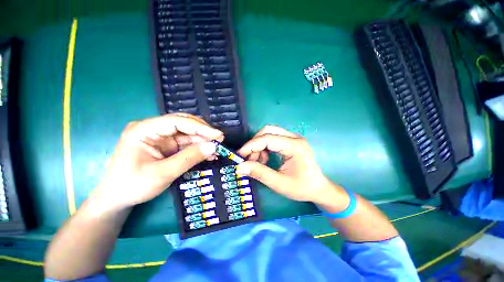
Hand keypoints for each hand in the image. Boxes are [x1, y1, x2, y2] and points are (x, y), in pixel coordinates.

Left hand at [93, 113, 223, 210]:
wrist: (119, 197)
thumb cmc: (134, 185)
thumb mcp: (163, 173)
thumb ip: (189, 158)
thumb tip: (213, 147)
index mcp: (144, 130)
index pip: (176, 121)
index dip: (199, 127)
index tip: (217, 135)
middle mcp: (153, 129)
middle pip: (184, 124)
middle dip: (203, 132)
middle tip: (220, 140)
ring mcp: (161, 137)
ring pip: (188, 133)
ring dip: (203, 141)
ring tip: (217, 149)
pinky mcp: (167, 145)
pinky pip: (187, 143)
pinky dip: (199, 148)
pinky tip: (209, 153)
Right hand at [236, 126, 345, 206]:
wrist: (318, 188)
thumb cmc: (301, 187)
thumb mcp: (279, 183)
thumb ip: (259, 173)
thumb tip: (239, 167)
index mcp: (294, 146)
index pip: (267, 139)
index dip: (251, 146)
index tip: (239, 156)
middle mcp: (294, 137)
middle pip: (268, 131)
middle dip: (255, 143)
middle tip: (249, 159)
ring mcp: (293, 138)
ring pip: (269, 133)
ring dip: (259, 145)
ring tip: (258, 161)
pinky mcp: (291, 141)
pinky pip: (273, 138)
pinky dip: (265, 147)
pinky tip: (264, 159)